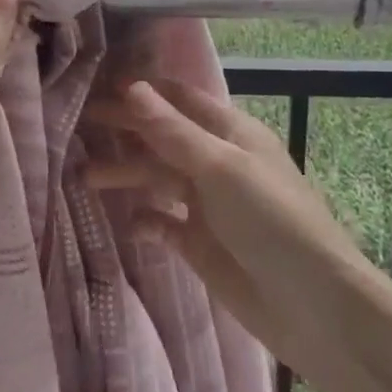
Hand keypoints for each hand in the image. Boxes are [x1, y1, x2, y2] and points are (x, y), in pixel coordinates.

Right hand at [88, 78, 362, 364]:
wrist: (314, 307)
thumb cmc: (272, 221)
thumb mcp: (221, 169)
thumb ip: (173, 131)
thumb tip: (131, 86)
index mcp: (231, 133)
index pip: (180, 100)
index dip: (143, 91)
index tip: (97, 84)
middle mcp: (217, 162)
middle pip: (162, 138)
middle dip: (124, 130)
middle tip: (77, 126)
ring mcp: (208, 205)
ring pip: (158, 179)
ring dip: (126, 174)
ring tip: (84, 176)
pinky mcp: (200, 244)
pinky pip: (163, 223)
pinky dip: (145, 220)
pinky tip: (128, 223)